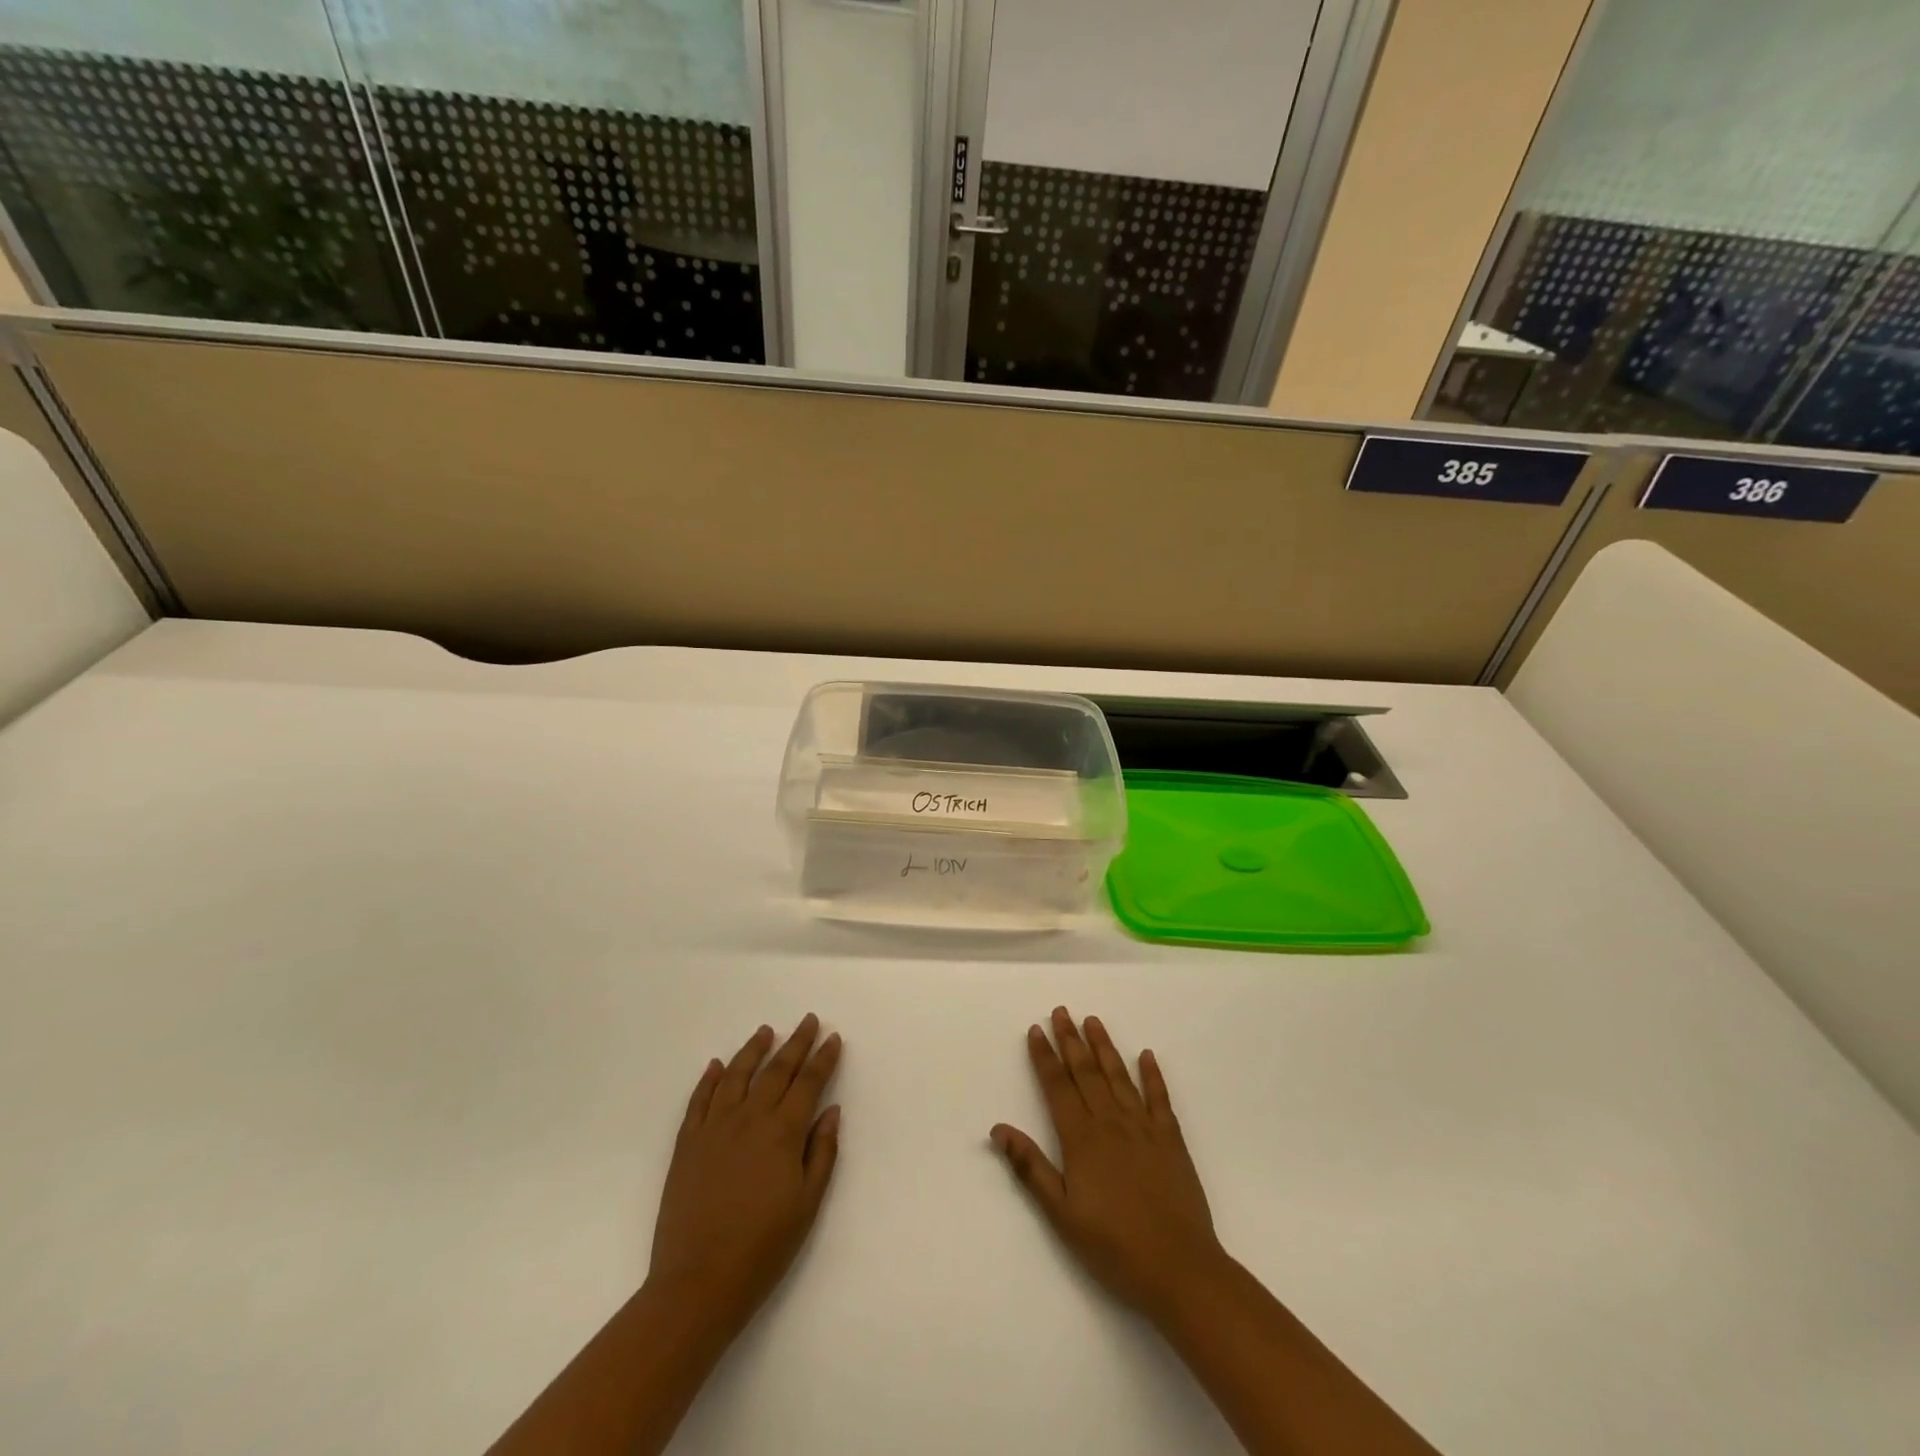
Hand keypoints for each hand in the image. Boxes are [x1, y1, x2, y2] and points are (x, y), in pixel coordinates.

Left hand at [647, 1015, 842, 1339]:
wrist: (698, 1283)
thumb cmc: (763, 1248)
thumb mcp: (807, 1204)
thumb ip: (821, 1152)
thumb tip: (831, 1110)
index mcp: (783, 1132)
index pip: (808, 1083)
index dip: (823, 1058)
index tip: (833, 1038)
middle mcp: (750, 1118)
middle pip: (777, 1070)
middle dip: (796, 1043)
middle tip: (809, 1021)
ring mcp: (714, 1127)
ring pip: (736, 1075)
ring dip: (753, 1049)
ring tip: (765, 1031)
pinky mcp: (687, 1143)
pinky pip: (699, 1100)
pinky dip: (709, 1078)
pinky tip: (716, 1065)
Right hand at [991, 1007, 1225, 1322]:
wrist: (1178, 1268)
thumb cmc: (1113, 1246)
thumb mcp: (1061, 1213)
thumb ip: (1030, 1168)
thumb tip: (998, 1129)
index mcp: (1081, 1139)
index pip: (1058, 1087)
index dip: (1045, 1057)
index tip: (1037, 1029)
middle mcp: (1111, 1123)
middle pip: (1086, 1073)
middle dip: (1071, 1040)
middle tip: (1062, 1011)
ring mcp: (1144, 1128)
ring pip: (1119, 1077)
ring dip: (1104, 1047)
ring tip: (1093, 1021)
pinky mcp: (1171, 1140)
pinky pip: (1160, 1098)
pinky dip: (1152, 1075)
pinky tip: (1147, 1055)